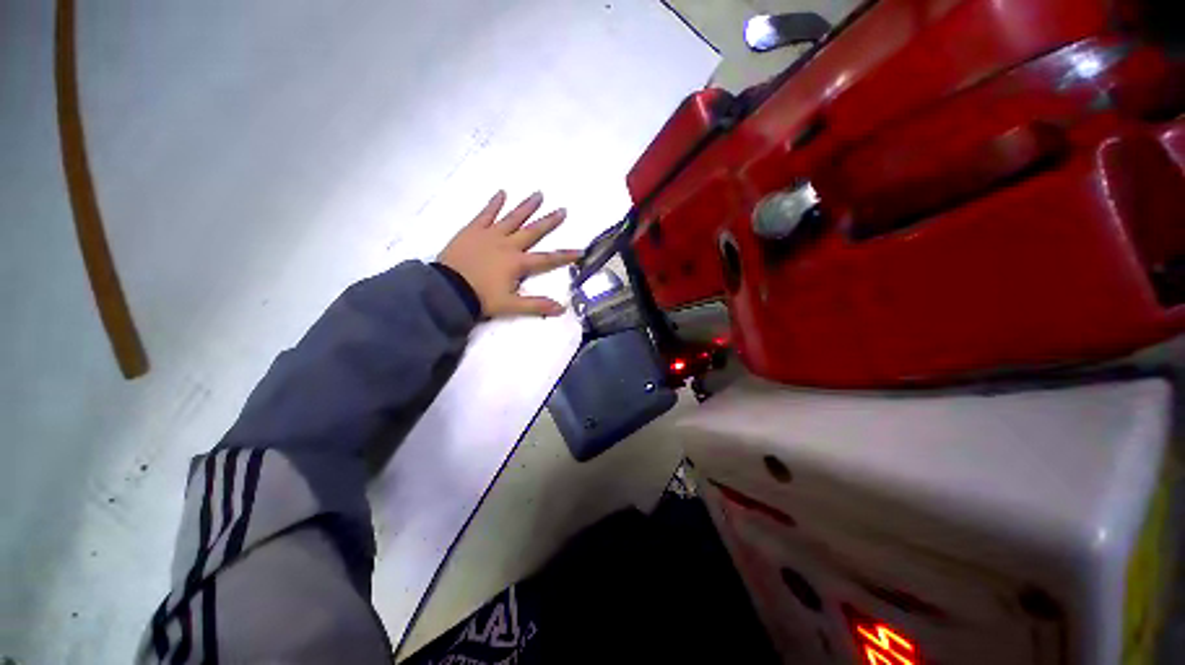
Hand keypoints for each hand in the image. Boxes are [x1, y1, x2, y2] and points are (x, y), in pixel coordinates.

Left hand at [439, 190, 581, 317]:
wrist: (447, 290)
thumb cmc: (481, 298)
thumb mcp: (511, 306)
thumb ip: (536, 305)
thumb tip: (562, 309)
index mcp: (517, 263)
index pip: (547, 259)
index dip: (565, 256)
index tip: (581, 251)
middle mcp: (507, 245)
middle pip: (532, 231)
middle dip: (549, 221)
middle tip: (562, 210)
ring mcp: (490, 235)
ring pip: (512, 218)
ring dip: (526, 206)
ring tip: (539, 194)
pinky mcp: (473, 230)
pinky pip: (485, 213)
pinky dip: (494, 203)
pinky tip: (501, 192)